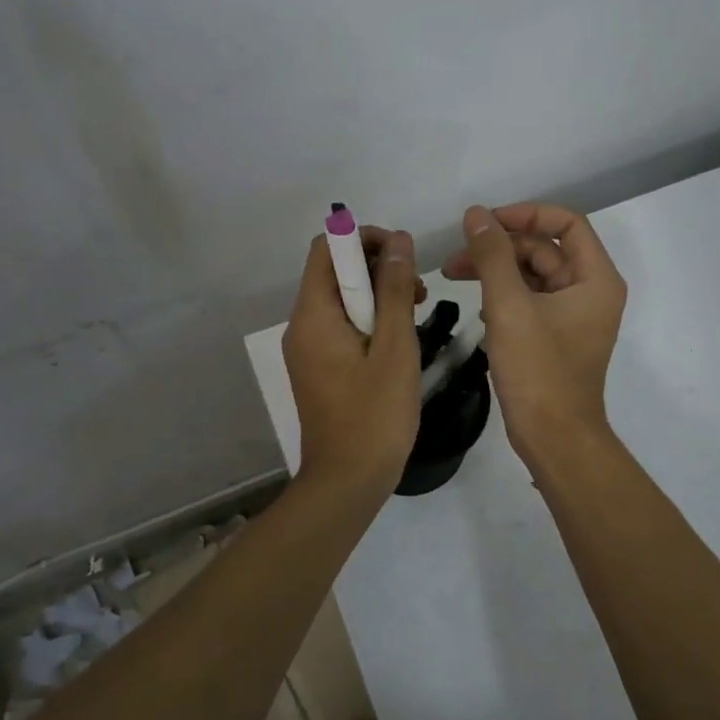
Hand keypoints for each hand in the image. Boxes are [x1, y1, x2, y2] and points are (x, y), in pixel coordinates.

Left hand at [282, 225, 423, 496]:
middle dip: (377, 268)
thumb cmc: (375, 414)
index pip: (327, 248)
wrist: (347, 481)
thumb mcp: (396, 347)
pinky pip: (341, 326)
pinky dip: (369, 321)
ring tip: (416, 314)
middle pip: (333, 271)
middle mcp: (301, 326)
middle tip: (418, 291)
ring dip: (378, 295)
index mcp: (313, 315)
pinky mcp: (318, 368)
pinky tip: (398, 341)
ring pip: (341, 300)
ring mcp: (307, 349)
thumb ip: (396, 289)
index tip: (404, 254)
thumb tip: (400, 241)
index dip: (365, 238)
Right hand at [442, 202, 626, 463]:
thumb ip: (492, 255)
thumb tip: (476, 214)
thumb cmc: (537, 370)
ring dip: (497, 271)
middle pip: (545, 248)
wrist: (554, 438)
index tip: (485, 223)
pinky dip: (504, 296)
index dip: (525, 214)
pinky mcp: (557, 336)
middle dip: (500, 247)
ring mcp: (574, 315)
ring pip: (534, 275)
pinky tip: (478, 309)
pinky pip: (530, 300)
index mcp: (595, 278)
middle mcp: (590, 291)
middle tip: (455, 258)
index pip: (566, 223)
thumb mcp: (509, 306)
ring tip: (454, 277)